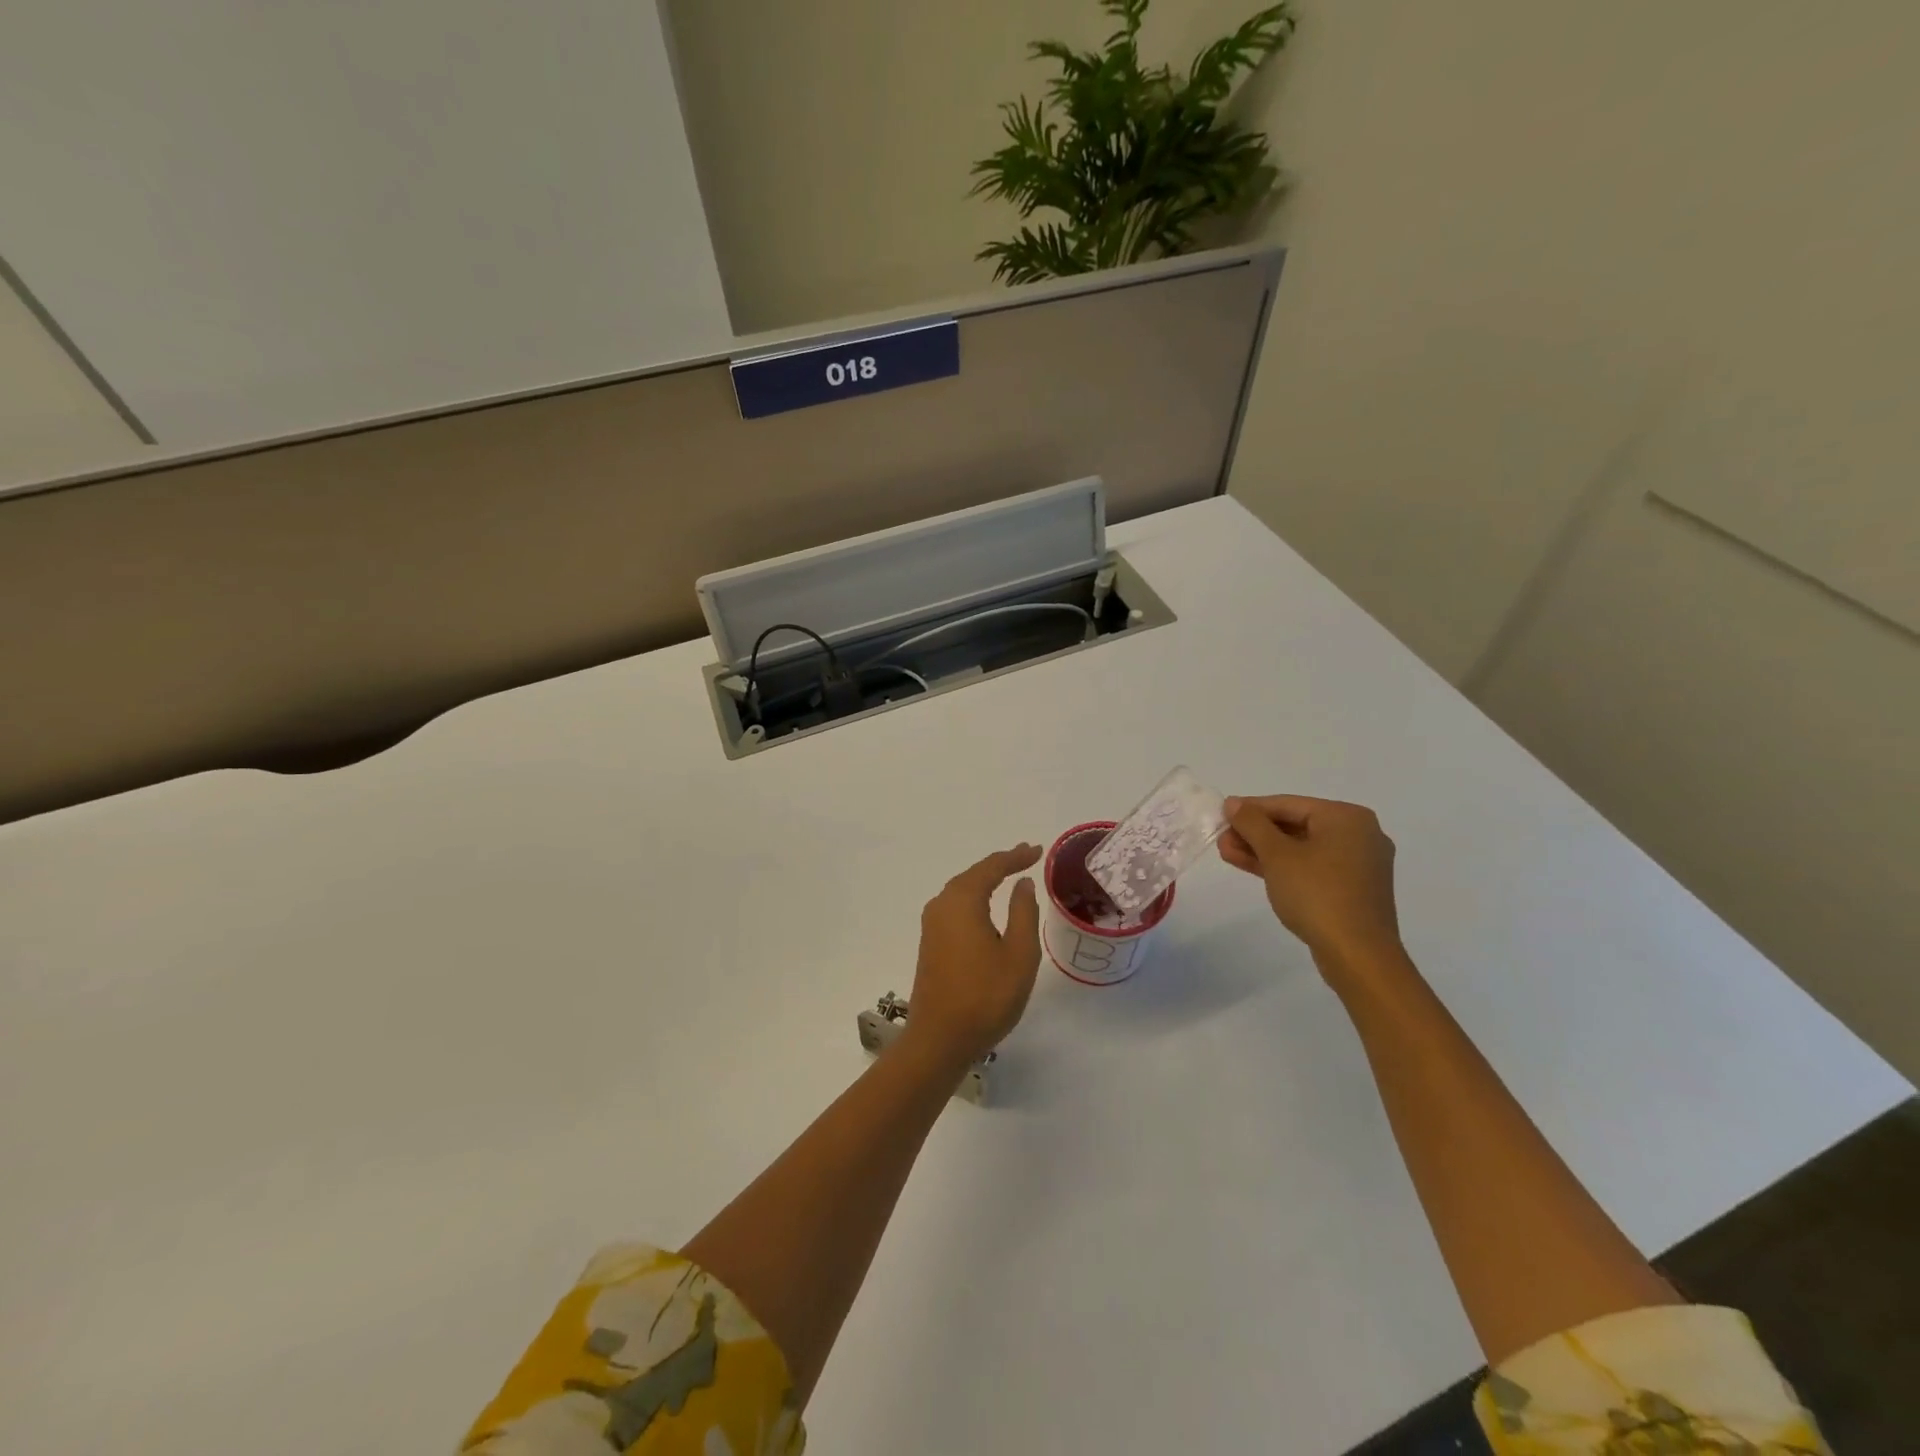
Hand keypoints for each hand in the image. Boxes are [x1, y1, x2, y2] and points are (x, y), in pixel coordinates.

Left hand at [907, 843, 1043, 1065]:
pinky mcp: (930, 943)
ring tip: (1011, 875)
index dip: (1016, 857)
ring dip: (986, 881)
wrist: (939, 1039)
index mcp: (962, 901)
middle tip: (1027, 857)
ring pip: (962, 891)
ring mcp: (932, 925)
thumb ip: (1023, 913)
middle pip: (973, 875)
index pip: (992, 868)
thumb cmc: (985, 996)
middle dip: (1000, 865)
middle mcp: (942, 905)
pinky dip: (975, 899)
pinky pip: (955, 907)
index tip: (1038, 850)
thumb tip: (1022, 884)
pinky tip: (987, 907)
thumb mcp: (1019, 954)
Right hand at [1219, 795, 1404, 973]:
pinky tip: (1253, 868)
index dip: (1250, 809)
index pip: (1288, 804)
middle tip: (1222, 839)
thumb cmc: (1317, 894)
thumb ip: (1252, 824)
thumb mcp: (1277, 854)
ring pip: (1302, 849)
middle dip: (1255, 834)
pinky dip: (1284, 867)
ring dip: (1264, 851)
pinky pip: (1312, 868)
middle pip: (1295, 825)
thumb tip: (1234, 803)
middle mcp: (1359, 835)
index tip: (1221, 815)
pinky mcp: (1353, 890)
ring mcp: (1358, 864)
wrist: (1357, 955)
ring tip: (1228, 853)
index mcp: (1346, 818)